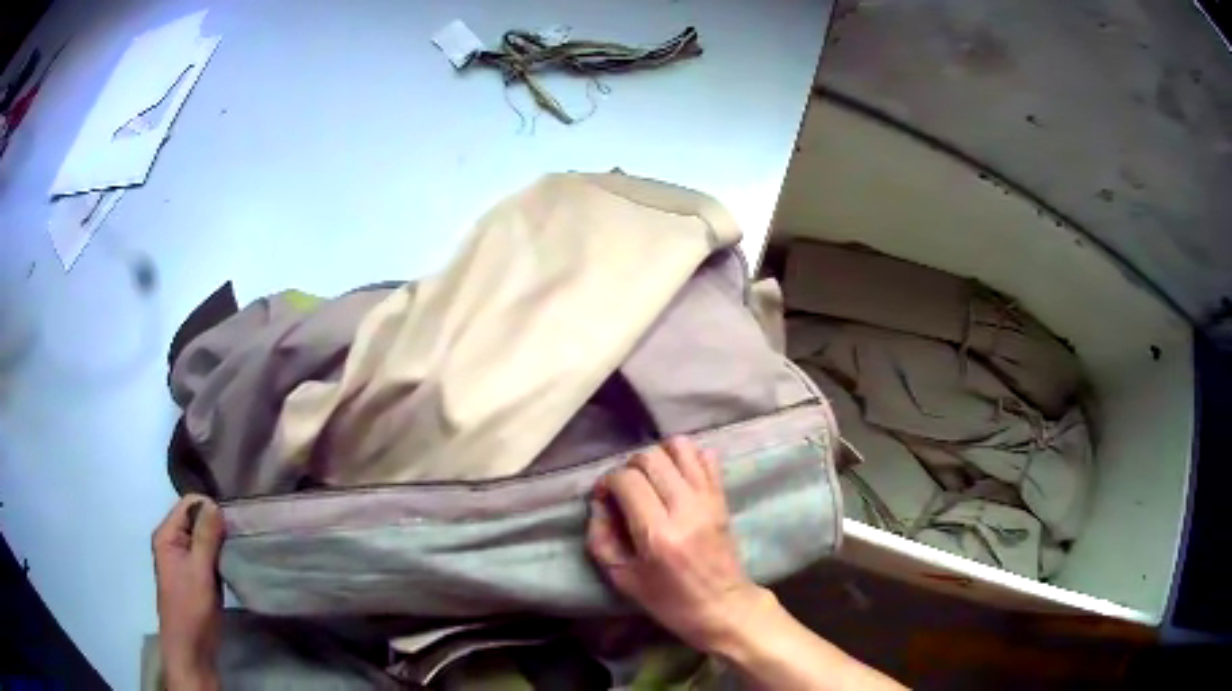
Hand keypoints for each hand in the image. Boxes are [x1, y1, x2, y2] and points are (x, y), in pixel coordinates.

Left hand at [152, 494, 223, 689]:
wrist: (191, 650)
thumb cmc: (191, 609)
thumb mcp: (199, 572)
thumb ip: (205, 537)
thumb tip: (215, 504)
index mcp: (167, 535)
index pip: (190, 504)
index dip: (211, 509)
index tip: (233, 525)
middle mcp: (173, 541)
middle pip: (197, 518)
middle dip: (218, 526)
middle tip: (240, 540)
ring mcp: (184, 559)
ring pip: (205, 537)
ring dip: (221, 543)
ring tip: (240, 551)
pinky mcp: (195, 575)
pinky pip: (209, 554)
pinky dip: (221, 557)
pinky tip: (234, 564)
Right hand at [586, 437, 768, 650]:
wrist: (723, 607)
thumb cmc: (670, 601)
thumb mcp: (622, 579)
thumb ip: (601, 538)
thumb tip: (598, 503)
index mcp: (657, 534)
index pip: (627, 480)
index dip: (607, 481)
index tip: (603, 497)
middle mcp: (685, 509)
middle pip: (650, 458)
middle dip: (629, 467)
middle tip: (625, 490)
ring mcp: (708, 499)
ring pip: (679, 447)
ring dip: (658, 455)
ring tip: (651, 478)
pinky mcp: (722, 497)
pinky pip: (706, 456)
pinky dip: (687, 457)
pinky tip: (676, 477)